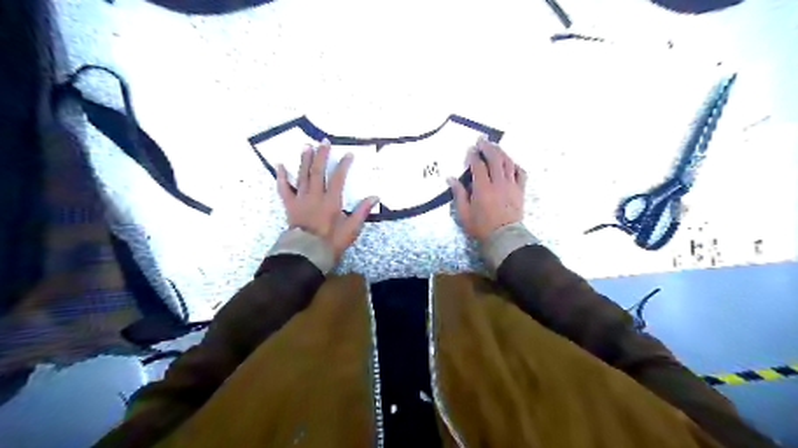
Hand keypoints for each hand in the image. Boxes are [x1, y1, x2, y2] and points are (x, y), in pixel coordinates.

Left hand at [276, 138, 378, 258]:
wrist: (306, 254)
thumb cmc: (331, 243)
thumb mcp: (351, 229)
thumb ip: (362, 211)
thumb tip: (375, 197)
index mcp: (331, 201)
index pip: (338, 178)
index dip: (343, 165)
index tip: (348, 154)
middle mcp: (315, 196)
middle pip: (318, 171)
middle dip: (322, 155)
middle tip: (324, 142)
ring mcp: (300, 199)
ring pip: (302, 175)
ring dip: (304, 160)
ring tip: (306, 146)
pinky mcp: (290, 205)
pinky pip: (283, 188)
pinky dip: (281, 177)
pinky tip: (280, 165)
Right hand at [447, 137, 527, 243]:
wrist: (504, 238)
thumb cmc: (481, 227)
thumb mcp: (463, 213)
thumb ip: (458, 194)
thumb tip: (450, 178)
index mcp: (483, 188)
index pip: (478, 166)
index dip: (473, 156)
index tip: (470, 149)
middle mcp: (498, 183)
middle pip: (494, 159)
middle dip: (487, 147)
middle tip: (482, 140)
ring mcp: (511, 186)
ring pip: (508, 163)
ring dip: (501, 152)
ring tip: (494, 146)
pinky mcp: (520, 190)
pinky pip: (521, 173)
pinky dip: (515, 165)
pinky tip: (510, 162)